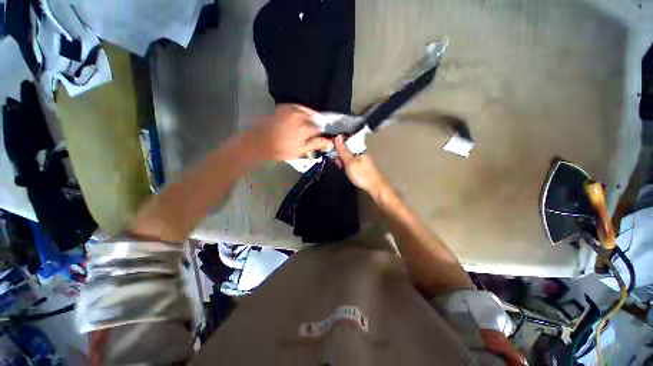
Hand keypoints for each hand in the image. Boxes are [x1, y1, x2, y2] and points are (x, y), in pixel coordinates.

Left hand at [247, 104, 332, 160]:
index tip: (320, 138)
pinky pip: (299, 107)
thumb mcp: (299, 151)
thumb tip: (330, 142)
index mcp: (304, 128)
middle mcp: (300, 115)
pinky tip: (300, 119)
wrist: (258, 142)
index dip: (322, 133)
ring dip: (310, 118)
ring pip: (308, 112)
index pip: (320, 128)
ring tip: (306, 128)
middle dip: (316, 125)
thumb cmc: (280, 150)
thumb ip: (315, 144)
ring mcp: (291, 109)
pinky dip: (302, 112)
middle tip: (312, 134)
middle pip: (315, 118)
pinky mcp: (284, 106)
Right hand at [334, 135, 388, 195]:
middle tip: (337, 163)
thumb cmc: (362, 175)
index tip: (332, 153)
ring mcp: (363, 160)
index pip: (346, 143)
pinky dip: (348, 165)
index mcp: (359, 149)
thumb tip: (337, 136)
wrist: (375, 187)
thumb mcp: (349, 163)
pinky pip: (353, 162)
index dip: (338, 147)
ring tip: (340, 167)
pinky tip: (346, 170)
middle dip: (340, 155)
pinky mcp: (364, 166)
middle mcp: (362, 152)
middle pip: (348, 150)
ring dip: (343, 161)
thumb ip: (343, 151)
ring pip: (350, 157)